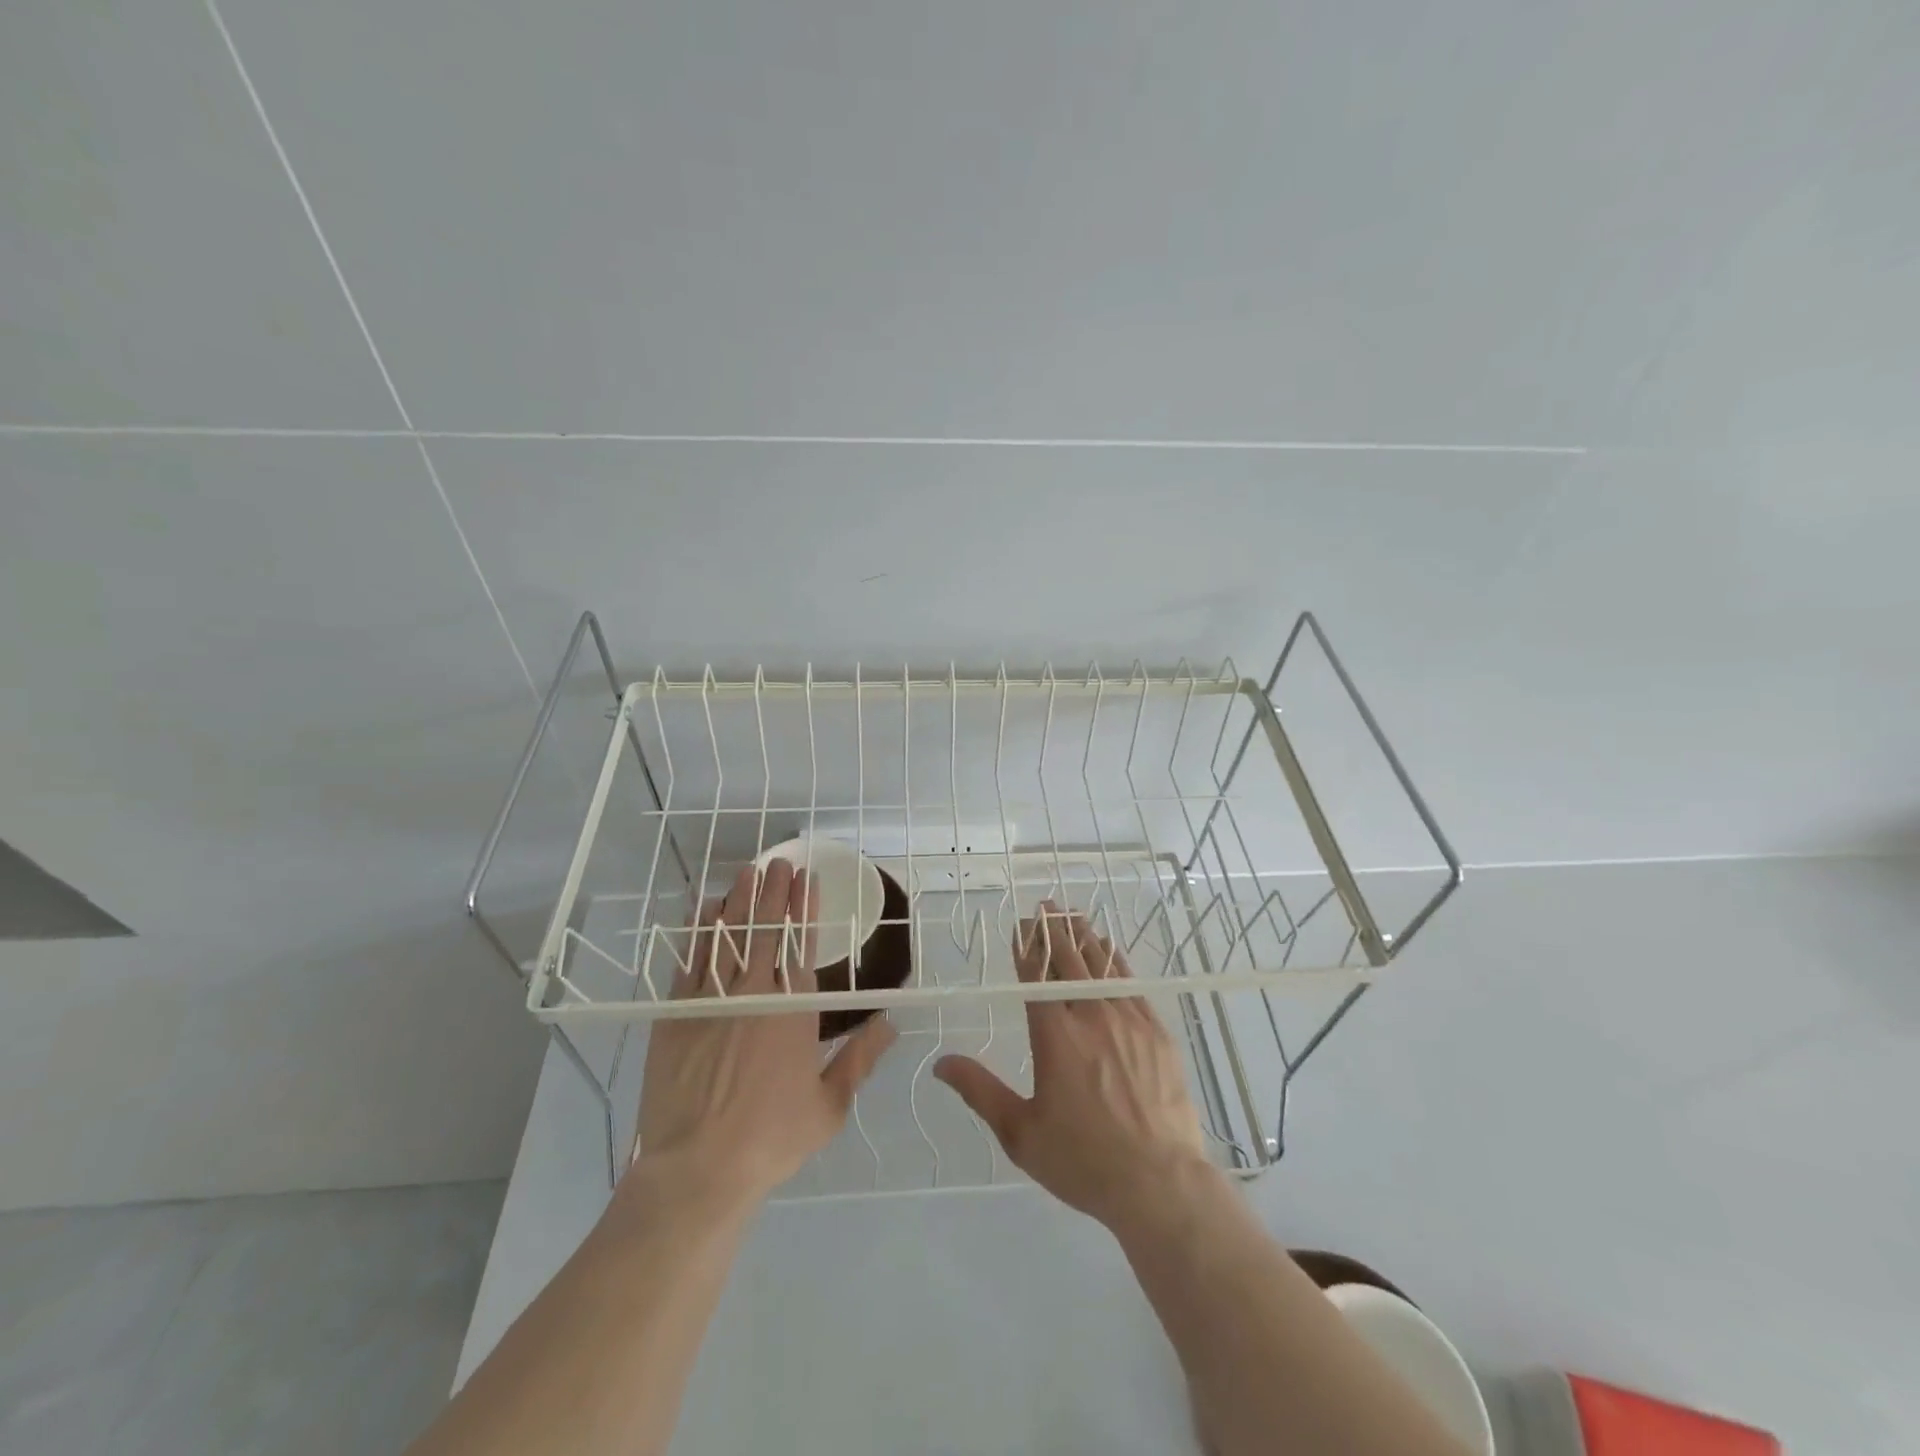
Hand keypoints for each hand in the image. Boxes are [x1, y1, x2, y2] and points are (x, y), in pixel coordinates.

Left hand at [635, 859, 896, 1203]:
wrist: (698, 1169)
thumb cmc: (771, 1139)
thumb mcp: (829, 1105)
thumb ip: (861, 1057)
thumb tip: (891, 1020)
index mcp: (793, 1011)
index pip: (801, 945)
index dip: (804, 909)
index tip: (807, 880)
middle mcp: (753, 994)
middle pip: (765, 931)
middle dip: (775, 892)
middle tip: (779, 861)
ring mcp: (710, 1000)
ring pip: (728, 937)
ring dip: (740, 901)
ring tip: (748, 871)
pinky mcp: (675, 1014)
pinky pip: (690, 961)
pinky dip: (700, 932)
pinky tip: (706, 911)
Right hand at [934, 902, 1211, 1228]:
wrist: (1160, 1182)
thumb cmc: (1083, 1160)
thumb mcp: (1021, 1133)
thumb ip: (980, 1091)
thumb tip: (940, 1063)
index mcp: (1055, 1035)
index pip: (1035, 976)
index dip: (1026, 947)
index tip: (1020, 925)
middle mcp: (1090, 1016)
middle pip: (1069, 960)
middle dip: (1053, 931)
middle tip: (1045, 908)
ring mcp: (1129, 1020)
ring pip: (1102, 965)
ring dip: (1084, 937)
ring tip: (1073, 916)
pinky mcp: (1157, 1032)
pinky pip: (1131, 983)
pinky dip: (1116, 961)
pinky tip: (1111, 951)